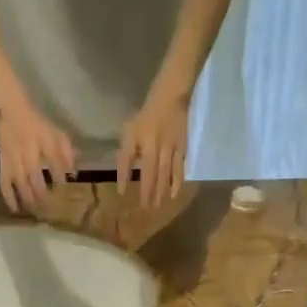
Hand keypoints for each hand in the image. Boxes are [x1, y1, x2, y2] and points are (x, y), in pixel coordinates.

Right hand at [0, 97, 75, 211]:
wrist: (9, 108)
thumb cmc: (36, 122)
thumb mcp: (56, 133)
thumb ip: (66, 152)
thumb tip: (73, 173)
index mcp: (44, 143)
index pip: (55, 165)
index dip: (60, 179)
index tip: (64, 189)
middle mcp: (29, 154)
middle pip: (36, 180)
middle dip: (44, 196)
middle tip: (50, 210)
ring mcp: (14, 160)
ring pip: (21, 184)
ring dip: (29, 200)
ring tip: (36, 212)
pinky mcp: (3, 163)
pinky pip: (5, 182)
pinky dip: (9, 197)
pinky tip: (15, 209)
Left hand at [117, 91, 189, 209]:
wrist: (172, 96)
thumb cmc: (146, 115)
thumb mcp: (130, 131)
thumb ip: (126, 154)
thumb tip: (124, 177)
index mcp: (142, 140)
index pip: (131, 163)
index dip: (126, 179)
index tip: (123, 196)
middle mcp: (157, 147)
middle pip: (152, 174)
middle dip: (148, 193)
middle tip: (145, 210)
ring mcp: (172, 148)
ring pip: (166, 174)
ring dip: (161, 191)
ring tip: (158, 206)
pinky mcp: (183, 148)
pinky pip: (180, 168)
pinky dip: (177, 182)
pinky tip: (174, 194)